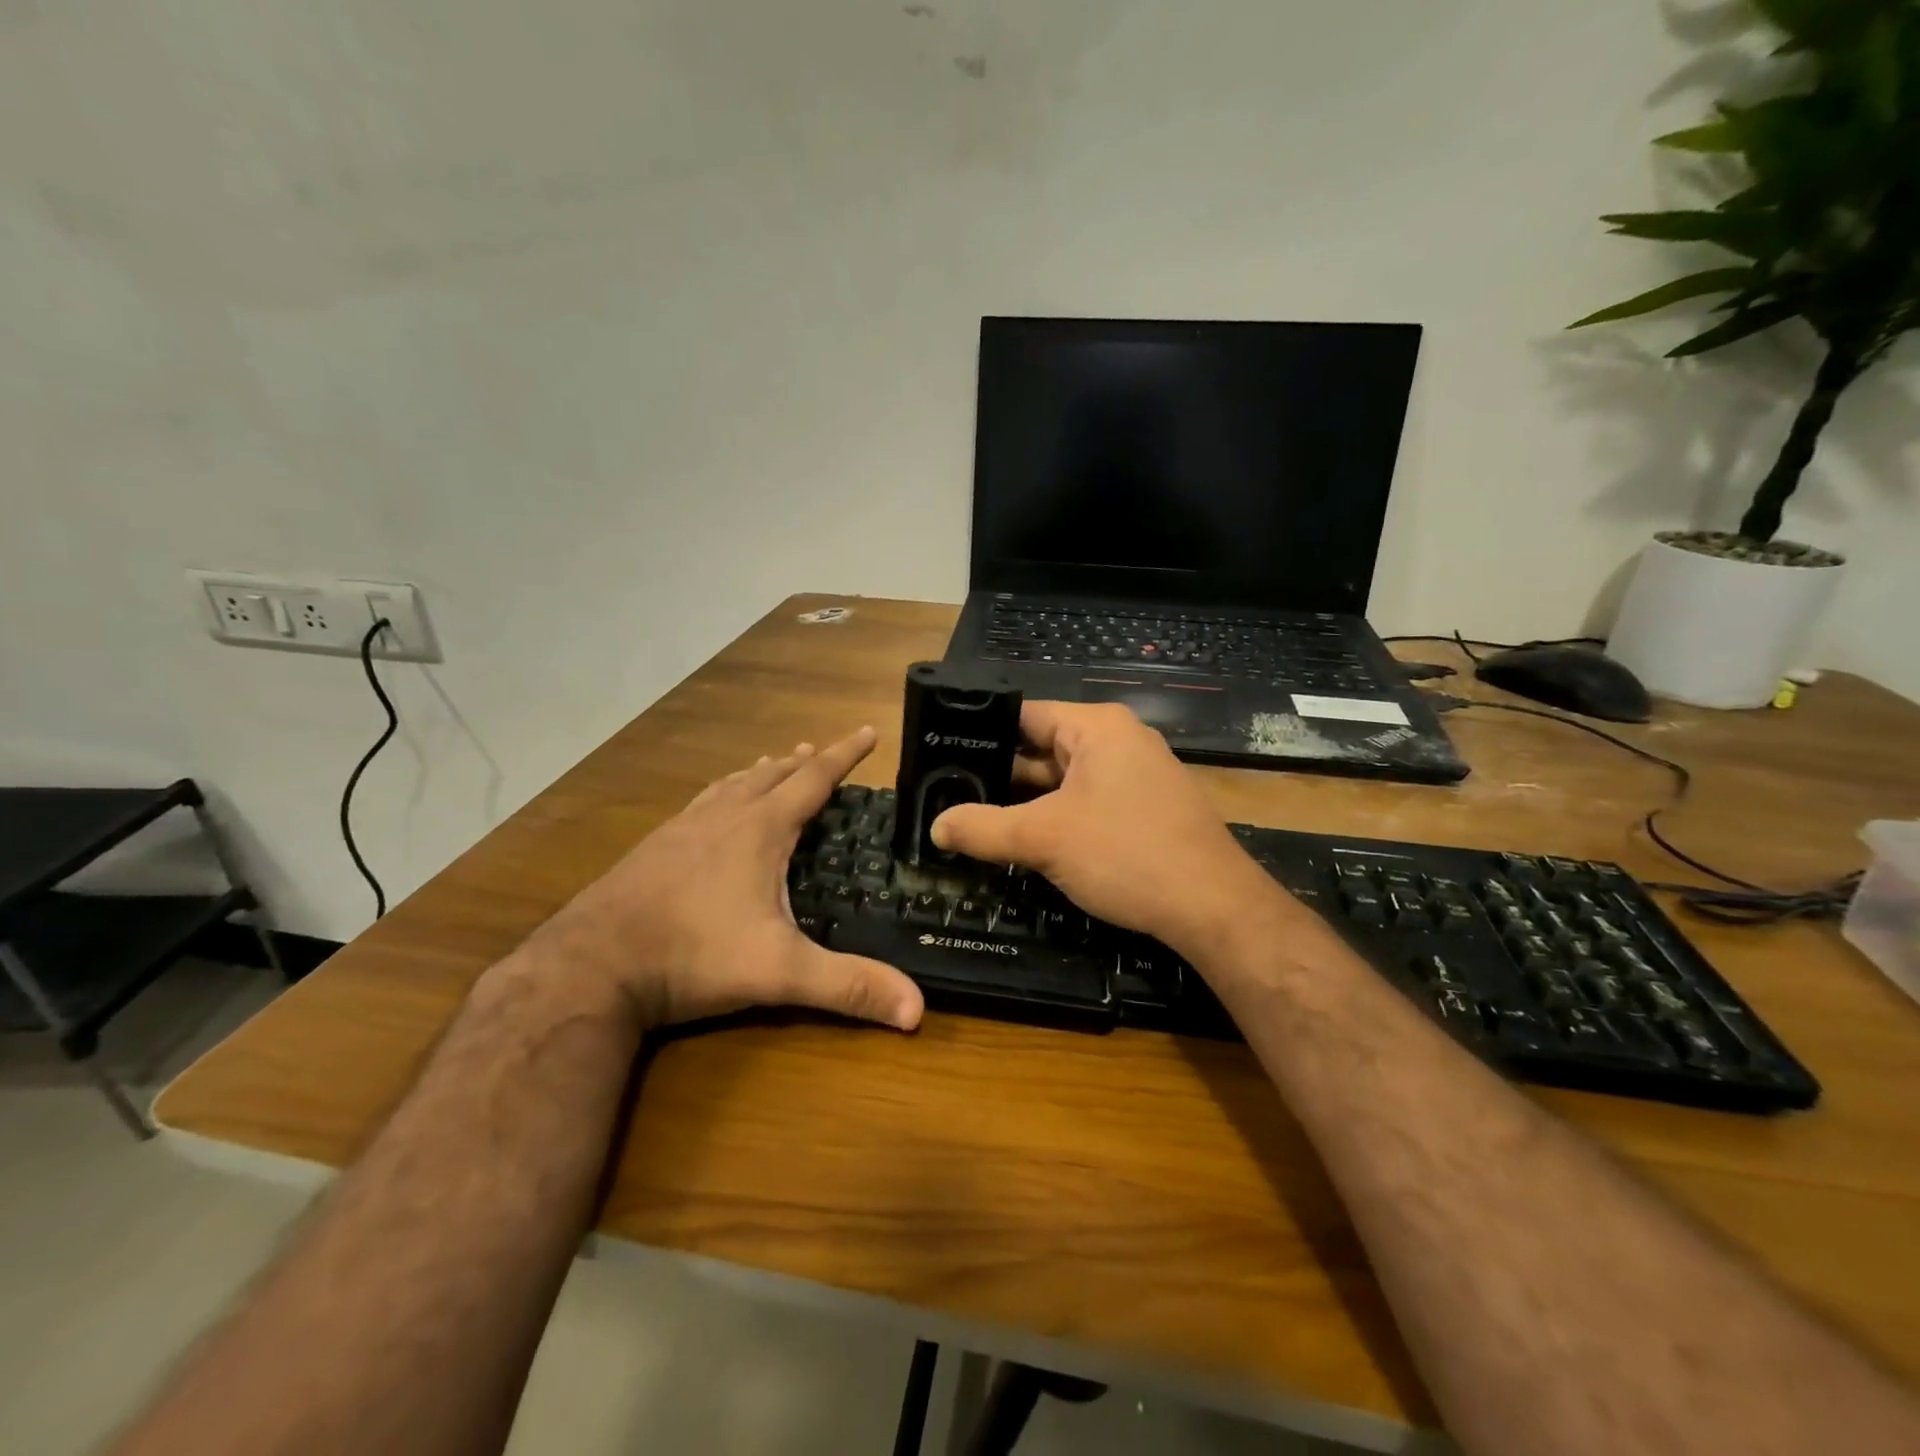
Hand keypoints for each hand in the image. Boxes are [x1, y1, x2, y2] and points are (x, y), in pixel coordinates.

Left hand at [531, 728, 923, 1031]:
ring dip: (760, 774)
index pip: (814, 780)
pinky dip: (723, 794)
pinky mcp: (654, 848)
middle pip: (772, 775)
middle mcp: (723, 817)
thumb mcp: (779, 972)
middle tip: (821, 751)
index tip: (868, 730)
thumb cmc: (693, 955)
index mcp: (760, 830)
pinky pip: (701, 804)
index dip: (845, 754)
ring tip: (773, 766)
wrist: (591, 966)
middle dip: (803, 762)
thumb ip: (848, 986)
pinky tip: (712, 811)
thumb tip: (918, 1009)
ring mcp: (683, 829)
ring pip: (732, 786)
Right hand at [930, 702, 1288, 959]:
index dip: (981, 733)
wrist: (1213, 908)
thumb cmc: (1126, 854)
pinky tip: (1024, 840)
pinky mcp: (1144, 809)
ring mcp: (1135, 776)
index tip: (943, 755)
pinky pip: (1086, 802)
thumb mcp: (1044, 840)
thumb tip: (936, 827)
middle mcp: (1118, 741)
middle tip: (948, 794)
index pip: (1025, 715)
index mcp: (1097, 728)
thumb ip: (983, 829)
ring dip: (1026, 802)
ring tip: (973, 818)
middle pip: (1042, 749)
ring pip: (1063, 781)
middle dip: (1000, 775)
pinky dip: (1055, 818)